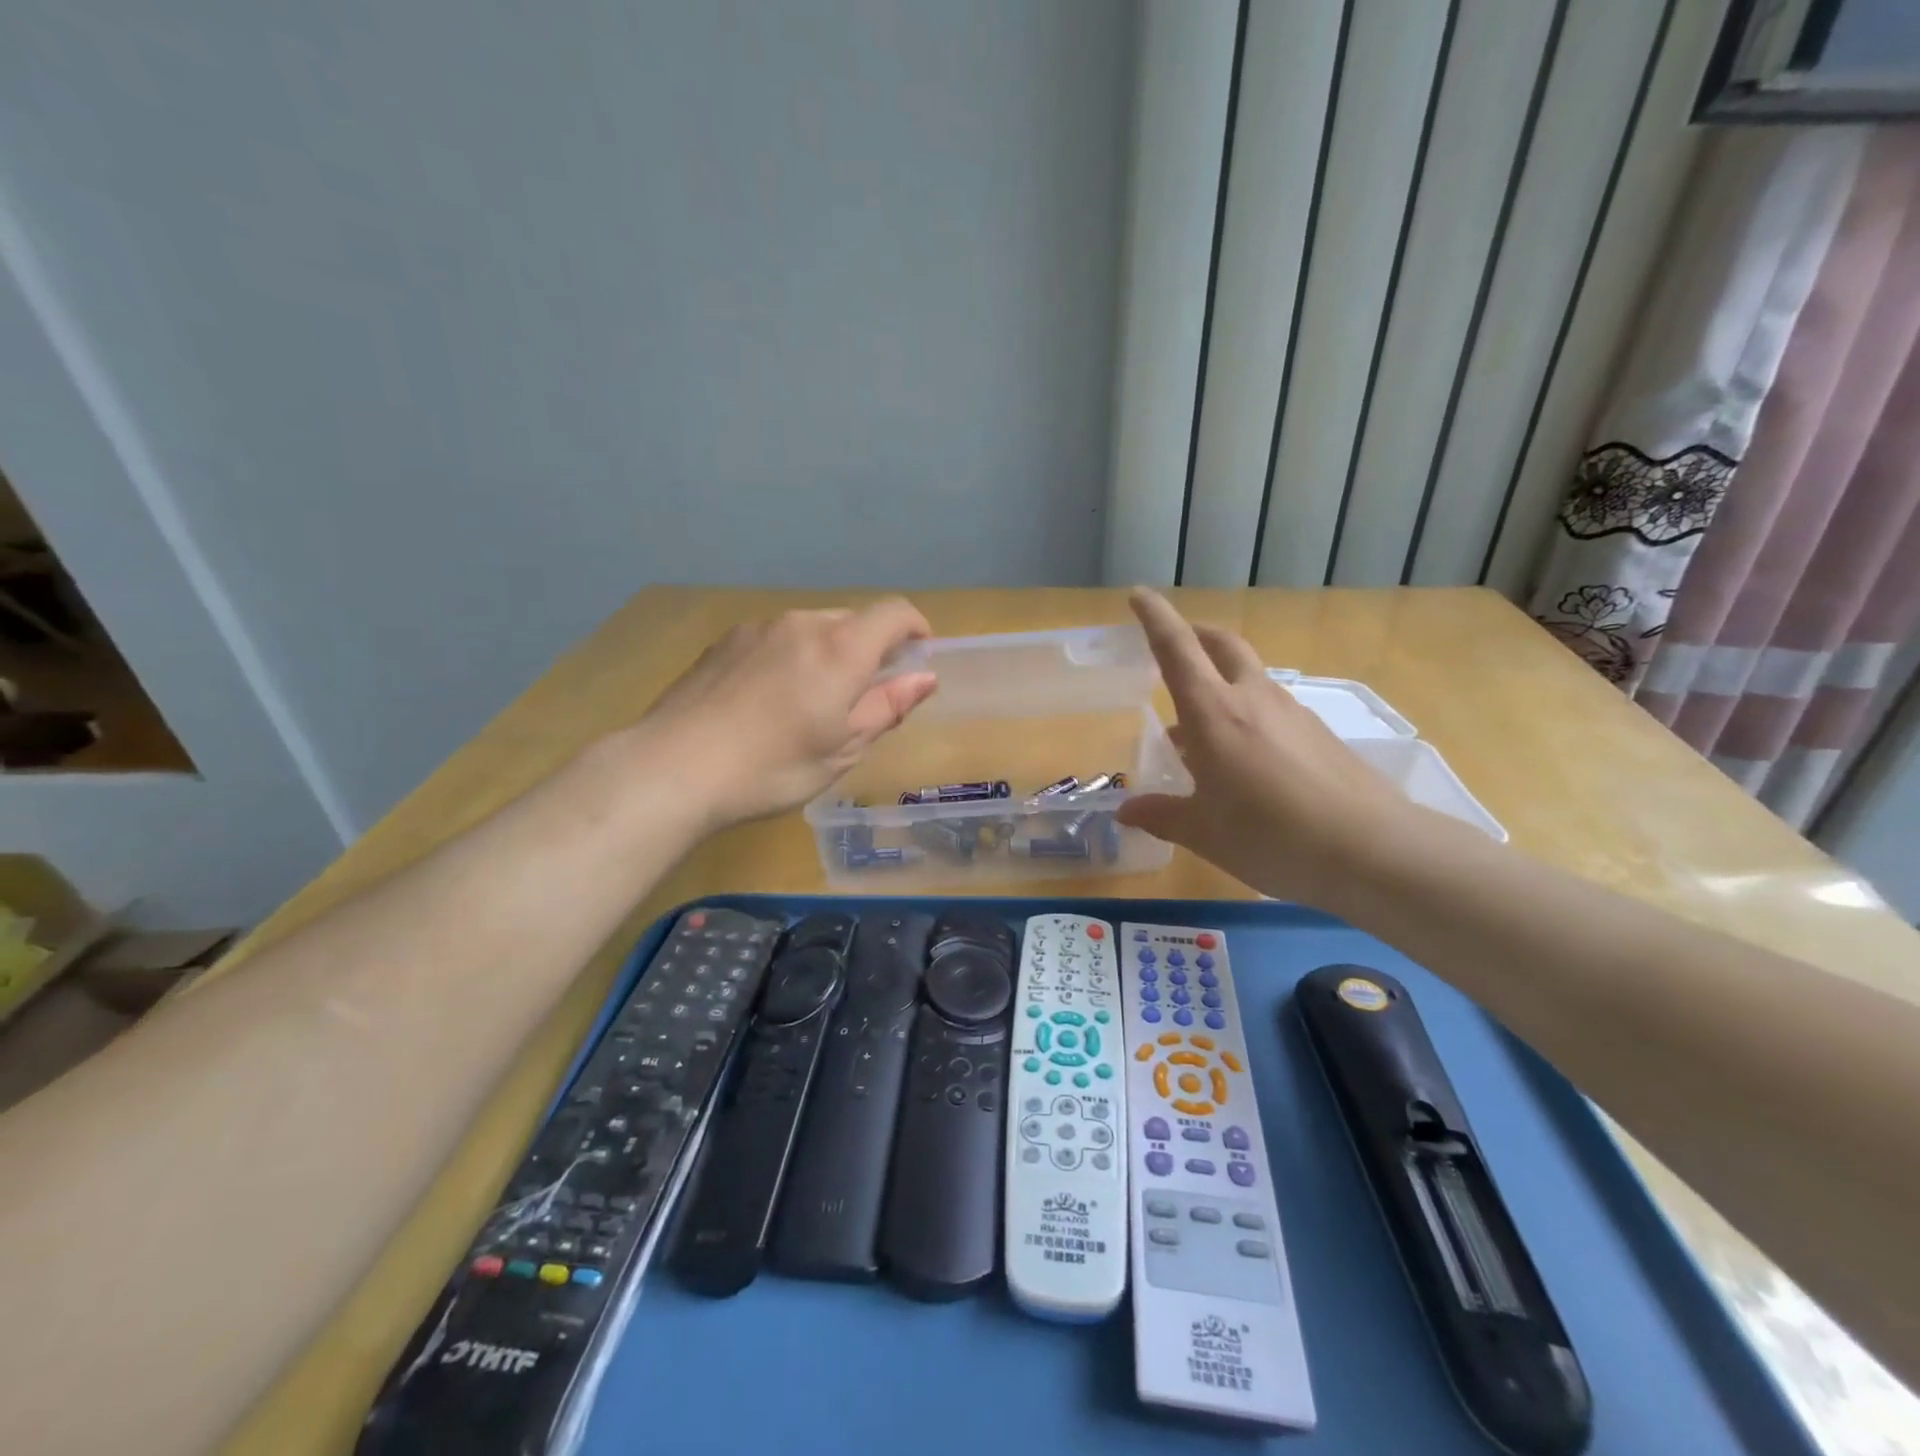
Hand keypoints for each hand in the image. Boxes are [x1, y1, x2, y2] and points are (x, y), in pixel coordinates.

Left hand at [633, 599, 937, 829]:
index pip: (895, 613)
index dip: (916, 629)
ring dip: (828, 653)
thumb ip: (888, 707)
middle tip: (862, 696)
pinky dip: (791, 657)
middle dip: (870, 648)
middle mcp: (802, 624)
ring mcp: (758, 628)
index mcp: (840, 649)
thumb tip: (925, 677)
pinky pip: (776, 638)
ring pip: (812, 628)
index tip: (918, 658)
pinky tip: (768, 700)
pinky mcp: (724, 641)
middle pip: (853, 620)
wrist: (672, 768)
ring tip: (810, 702)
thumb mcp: (842, 749)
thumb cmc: (771, 768)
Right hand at [1116, 588, 1413, 904]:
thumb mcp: (1203, 832)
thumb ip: (1162, 815)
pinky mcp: (1320, 735)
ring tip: (1201, 729)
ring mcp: (1293, 713)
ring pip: (1250, 679)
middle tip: (1177, 644)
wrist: (1372, 850)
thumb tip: (1127, 812)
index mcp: (1213, 712)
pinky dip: (1248, 717)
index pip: (1176, 649)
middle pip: (1222, 645)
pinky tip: (1246, 760)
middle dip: (1196, 634)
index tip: (1138, 596)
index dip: (1155, 618)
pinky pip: (1273, 711)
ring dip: (1221, 683)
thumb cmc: (1269, 835)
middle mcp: (1252, 699)